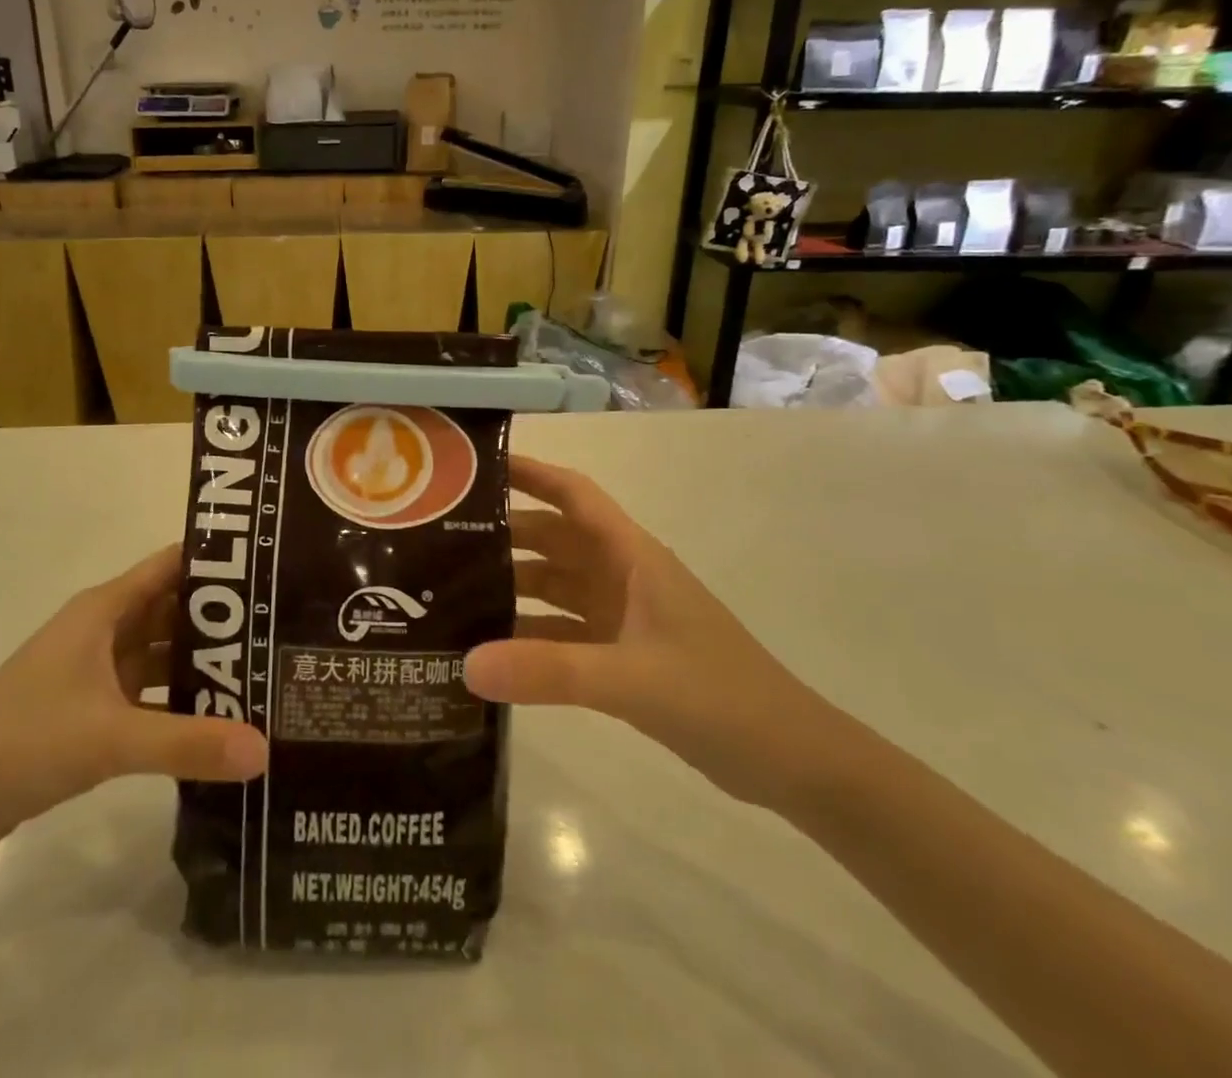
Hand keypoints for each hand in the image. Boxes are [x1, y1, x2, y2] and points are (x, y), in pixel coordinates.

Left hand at [0, 546, 267, 853]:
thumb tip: (264, 751)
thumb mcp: (111, 737)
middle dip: (222, 618)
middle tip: (282, 627)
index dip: (219, 562)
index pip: (172, 565)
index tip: (272, 570)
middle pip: (173, 610)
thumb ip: (188, 742)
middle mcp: (103, 629)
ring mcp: (96, 671)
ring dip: (203, 662)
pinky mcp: (90, 709)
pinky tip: (219, 718)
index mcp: (105, 609)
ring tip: (264, 671)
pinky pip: (149, 692)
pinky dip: (179, 701)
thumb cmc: (24, 739)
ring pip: (162, 653)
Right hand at [468, 456, 845, 809]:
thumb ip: (549, 671)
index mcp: (631, 556)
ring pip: (555, 586)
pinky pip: (562, 632)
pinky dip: (528, 635)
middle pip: (553, 538)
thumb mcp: (631, 679)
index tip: (474, 469)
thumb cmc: (720, 696)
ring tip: (451, 592)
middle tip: (439, 539)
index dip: (529, 472)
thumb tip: (466, 663)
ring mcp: (622, 615)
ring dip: (511, 586)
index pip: (572, 494)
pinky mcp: (622, 654)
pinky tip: (488, 650)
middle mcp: (622, 575)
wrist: (792, 761)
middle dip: (503, 534)